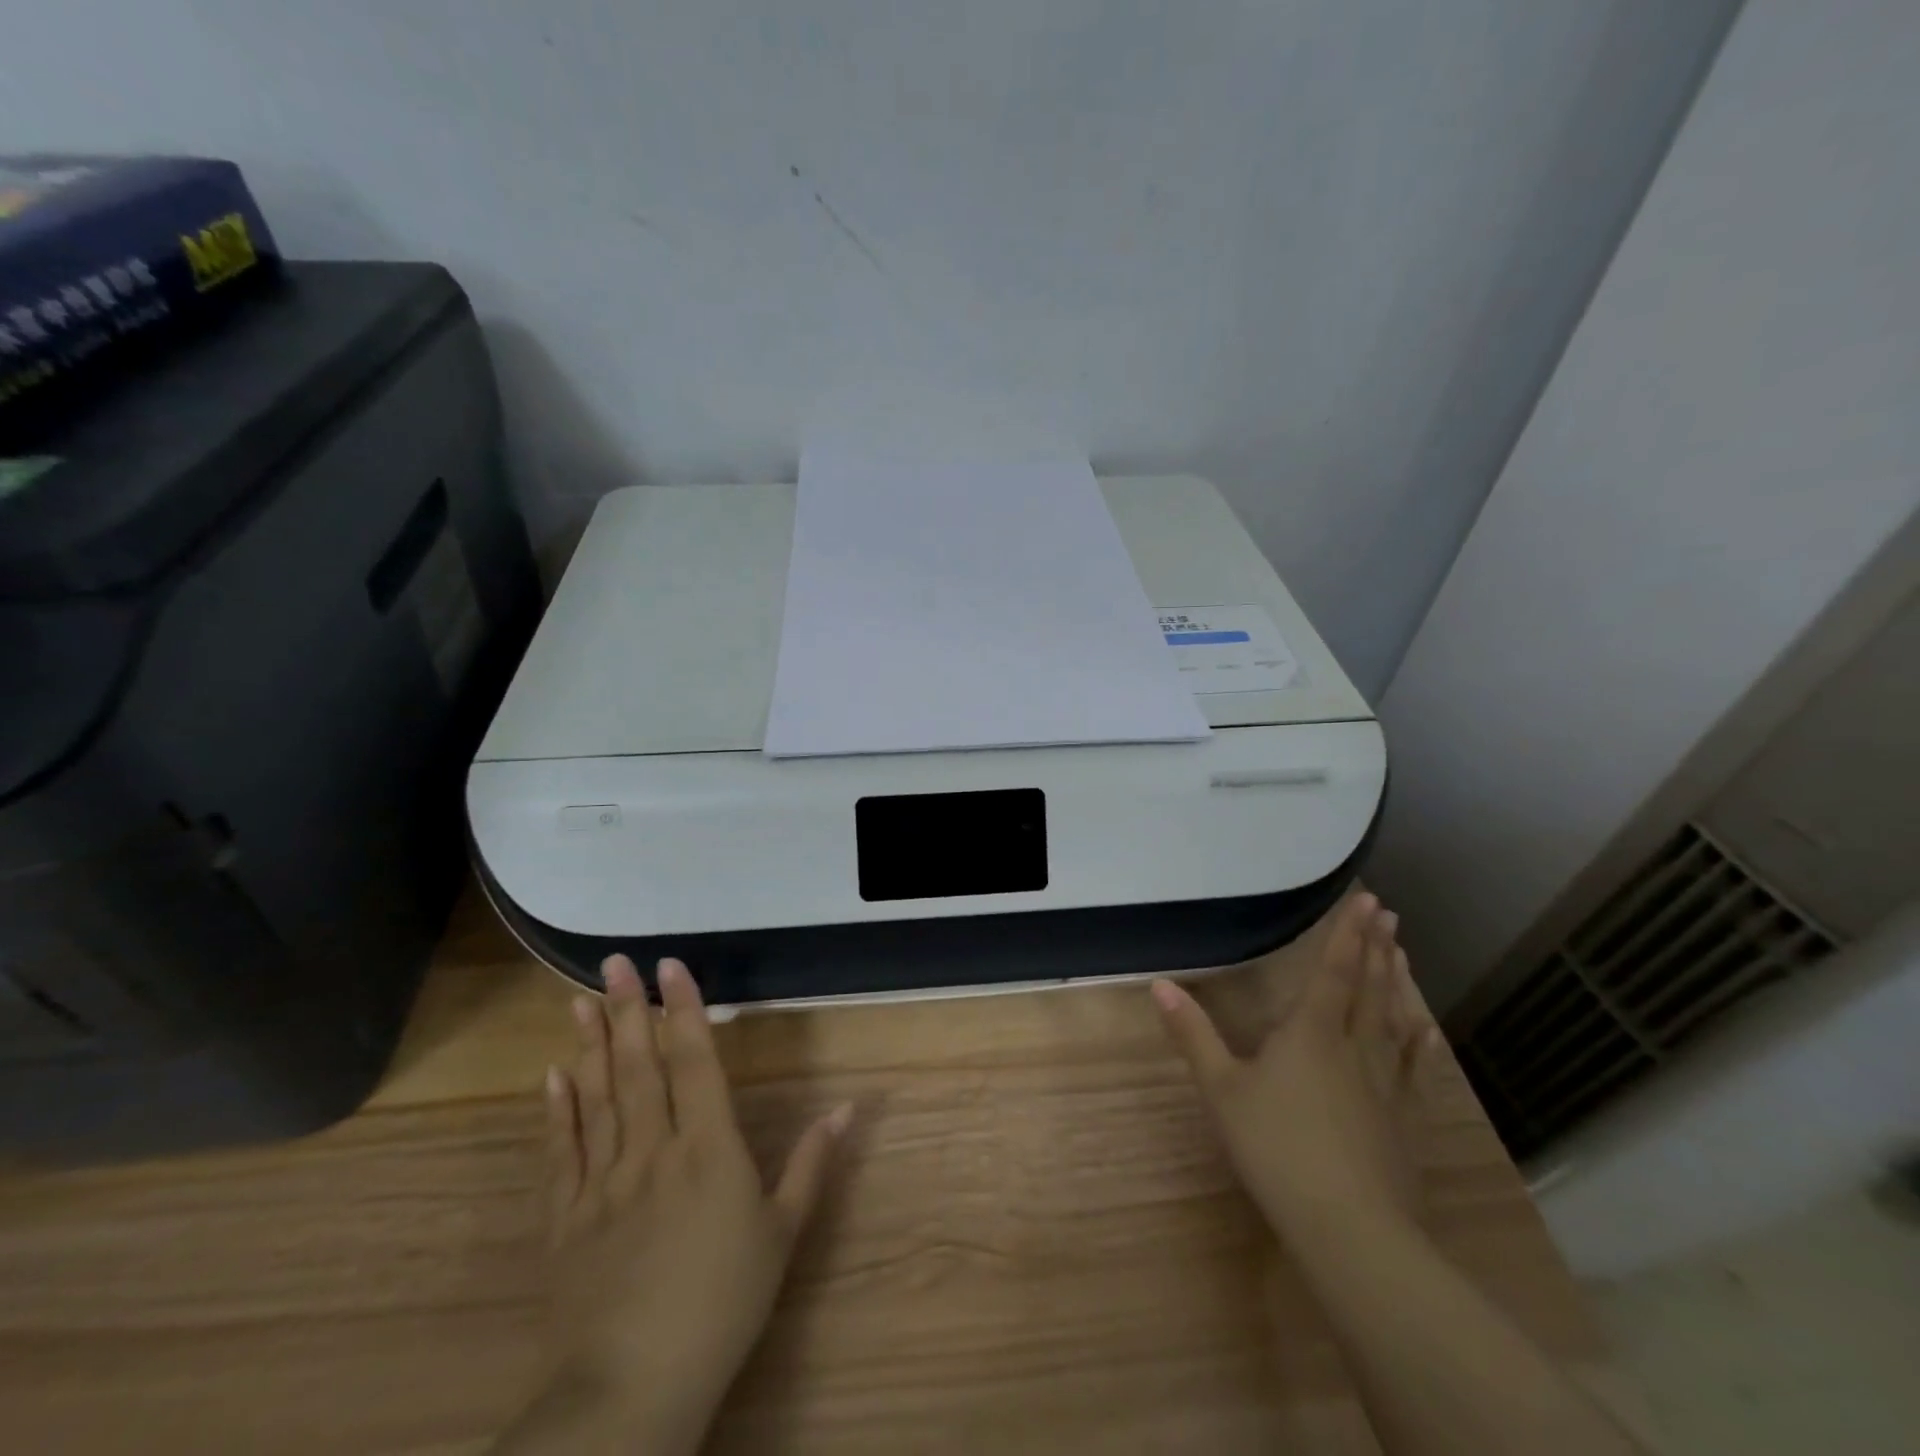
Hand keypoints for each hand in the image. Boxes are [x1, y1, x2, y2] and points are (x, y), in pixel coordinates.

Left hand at [500, 956, 851, 1455]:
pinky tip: (552, 1075)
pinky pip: (560, 1151)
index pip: (694, 1060)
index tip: (669, 967)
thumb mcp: (782, 1234)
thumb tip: (847, 1106)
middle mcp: (652, 1149)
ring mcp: (602, 1181)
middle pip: (639, 1066)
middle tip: (613, 963)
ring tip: (578, 1000)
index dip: (682, 1009)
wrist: (630, 1390)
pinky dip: (556, 1110)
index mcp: (708, 1148)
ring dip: (589, 1045)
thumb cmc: (721, 1305)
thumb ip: (812, 1164)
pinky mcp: (565, 1218)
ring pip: (596, 1097)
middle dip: (626, 1009)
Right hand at [1152, 892, 1439, 1246]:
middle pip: (1369, 988)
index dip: (1348, 934)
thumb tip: (1160, 985)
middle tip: (1389, 914)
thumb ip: (1193, 1035)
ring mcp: (1385, 1083)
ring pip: (1394, 1020)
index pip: (1333, 971)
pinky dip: (1419, 1041)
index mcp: (1310, 1032)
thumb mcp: (1221, 1089)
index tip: (1368, 901)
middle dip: (1376, 948)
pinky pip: (1413, 1066)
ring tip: (1403, 953)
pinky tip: (1426, 1031)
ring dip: (1397, 983)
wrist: (1350, 1228)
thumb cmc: (1276, 1148)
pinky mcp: (1404, 1118)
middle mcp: (1353, 1046)